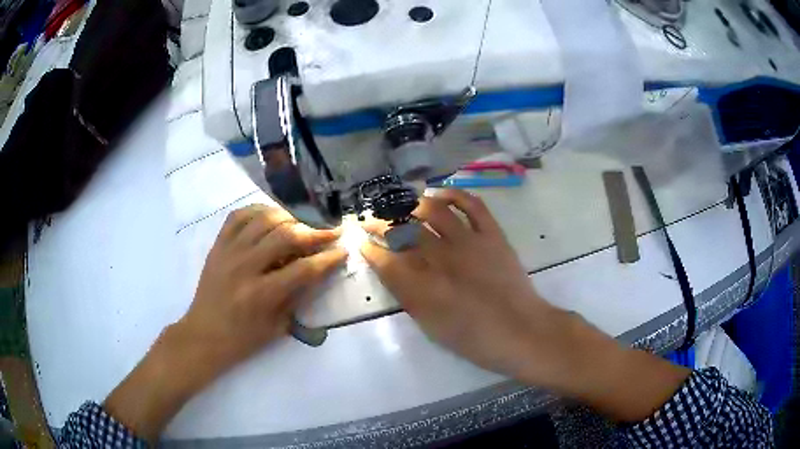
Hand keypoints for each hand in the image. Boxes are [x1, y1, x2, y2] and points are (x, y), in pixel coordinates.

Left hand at [180, 204, 345, 364]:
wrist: (204, 335)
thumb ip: (298, 296)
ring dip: (289, 217)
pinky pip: (238, 216)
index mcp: (262, 295)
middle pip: (285, 236)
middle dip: (314, 232)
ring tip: (302, 224)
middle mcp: (245, 267)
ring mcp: (229, 252)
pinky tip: (271, 216)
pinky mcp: (218, 245)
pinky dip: (258, 211)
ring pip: (263, 219)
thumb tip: (318, 271)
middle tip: (329, 233)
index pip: (303, 269)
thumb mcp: (278, 327)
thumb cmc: (243, 338)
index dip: (328, 258)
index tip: (343, 250)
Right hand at [361, 190, 565, 384]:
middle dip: (382, 223)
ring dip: (414, 205)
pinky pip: (472, 204)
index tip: (361, 242)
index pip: (385, 260)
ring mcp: (469, 242)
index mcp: (422, 287)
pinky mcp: (492, 234)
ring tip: (406, 207)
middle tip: (375, 221)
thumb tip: (392, 272)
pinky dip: (454, 194)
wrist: (521, 332)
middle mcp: (441, 258)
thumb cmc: (474, 339)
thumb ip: (408, 297)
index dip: (369, 248)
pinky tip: (440, 195)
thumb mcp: (431, 327)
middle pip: (403, 231)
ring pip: (433, 210)